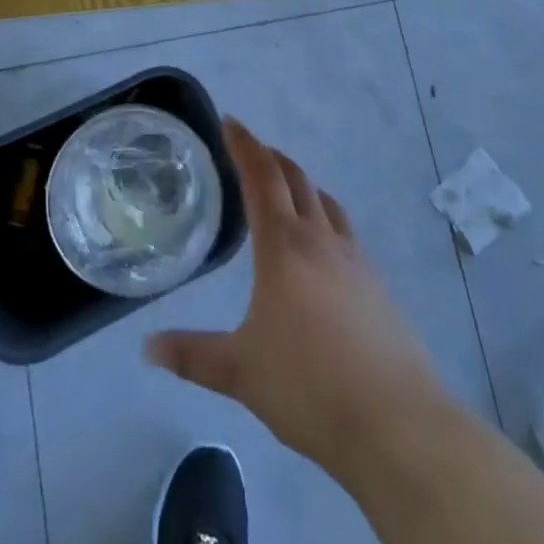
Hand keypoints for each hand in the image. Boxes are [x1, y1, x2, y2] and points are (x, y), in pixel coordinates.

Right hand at [147, 120, 448, 479]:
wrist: (397, 423)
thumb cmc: (309, 387)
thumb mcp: (240, 372)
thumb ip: (193, 355)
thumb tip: (147, 347)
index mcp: (284, 246)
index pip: (261, 176)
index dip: (244, 144)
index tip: (230, 121)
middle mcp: (321, 239)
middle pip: (296, 179)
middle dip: (272, 157)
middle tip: (252, 150)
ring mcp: (356, 259)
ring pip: (326, 202)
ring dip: (302, 185)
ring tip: (286, 192)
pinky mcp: (379, 285)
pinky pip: (346, 232)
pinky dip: (326, 219)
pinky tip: (323, 250)